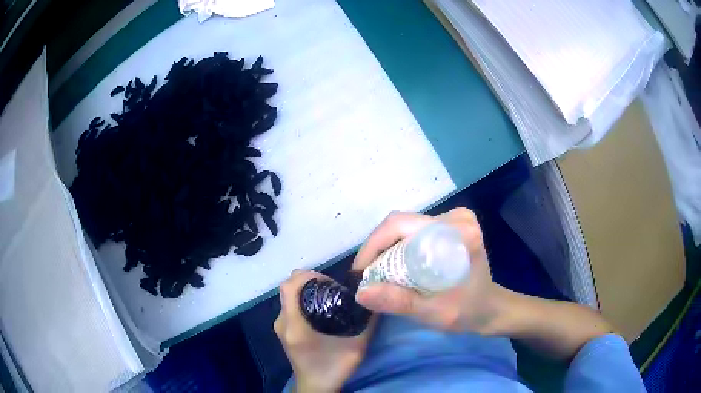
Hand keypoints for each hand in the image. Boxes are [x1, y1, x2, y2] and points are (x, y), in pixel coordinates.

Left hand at [274, 270, 375, 392]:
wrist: (315, 388)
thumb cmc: (333, 369)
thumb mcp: (356, 347)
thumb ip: (367, 323)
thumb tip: (376, 298)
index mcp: (294, 325)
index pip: (289, 286)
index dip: (307, 277)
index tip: (329, 281)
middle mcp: (282, 322)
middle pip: (287, 288)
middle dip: (308, 281)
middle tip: (332, 288)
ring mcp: (280, 327)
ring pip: (287, 296)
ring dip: (305, 291)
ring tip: (328, 297)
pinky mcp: (283, 331)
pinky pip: (289, 306)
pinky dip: (302, 300)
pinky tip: (321, 309)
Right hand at [352, 208, 502, 333]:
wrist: (489, 308)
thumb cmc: (466, 311)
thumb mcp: (433, 312)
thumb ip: (399, 302)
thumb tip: (360, 292)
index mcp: (457, 232)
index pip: (402, 225)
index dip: (374, 245)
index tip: (361, 272)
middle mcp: (456, 218)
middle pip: (401, 223)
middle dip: (378, 249)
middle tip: (366, 276)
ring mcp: (454, 219)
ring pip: (405, 226)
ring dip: (386, 249)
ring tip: (377, 273)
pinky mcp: (451, 225)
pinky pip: (413, 230)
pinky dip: (398, 247)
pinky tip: (394, 266)